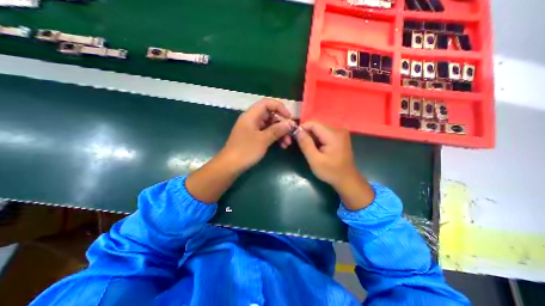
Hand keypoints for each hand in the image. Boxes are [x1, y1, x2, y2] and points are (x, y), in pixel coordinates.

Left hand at [219, 98, 297, 172]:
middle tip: (291, 134)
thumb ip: (277, 130)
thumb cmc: (246, 150)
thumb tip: (291, 123)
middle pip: (270, 115)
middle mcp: (251, 119)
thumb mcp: (263, 139)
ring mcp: (252, 129)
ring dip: (280, 133)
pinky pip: (266, 133)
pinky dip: (274, 137)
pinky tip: (281, 145)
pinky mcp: (253, 137)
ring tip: (287, 143)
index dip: (280, 107)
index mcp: (251, 115)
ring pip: (269, 125)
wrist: (230, 165)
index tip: (289, 118)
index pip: (267, 103)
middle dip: (282, 124)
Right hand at [294, 122, 375, 210]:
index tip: (295, 137)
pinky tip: (316, 148)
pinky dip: (318, 140)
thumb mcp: (315, 160)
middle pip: (317, 126)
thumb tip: (298, 131)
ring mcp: (340, 133)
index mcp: (333, 134)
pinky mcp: (340, 137)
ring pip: (320, 130)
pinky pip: (325, 134)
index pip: (313, 124)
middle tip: (301, 146)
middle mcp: (338, 130)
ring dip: (312, 137)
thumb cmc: (331, 171)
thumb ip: (306, 144)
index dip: (302, 128)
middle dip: (307, 134)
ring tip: (309, 148)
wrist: (347, 180)